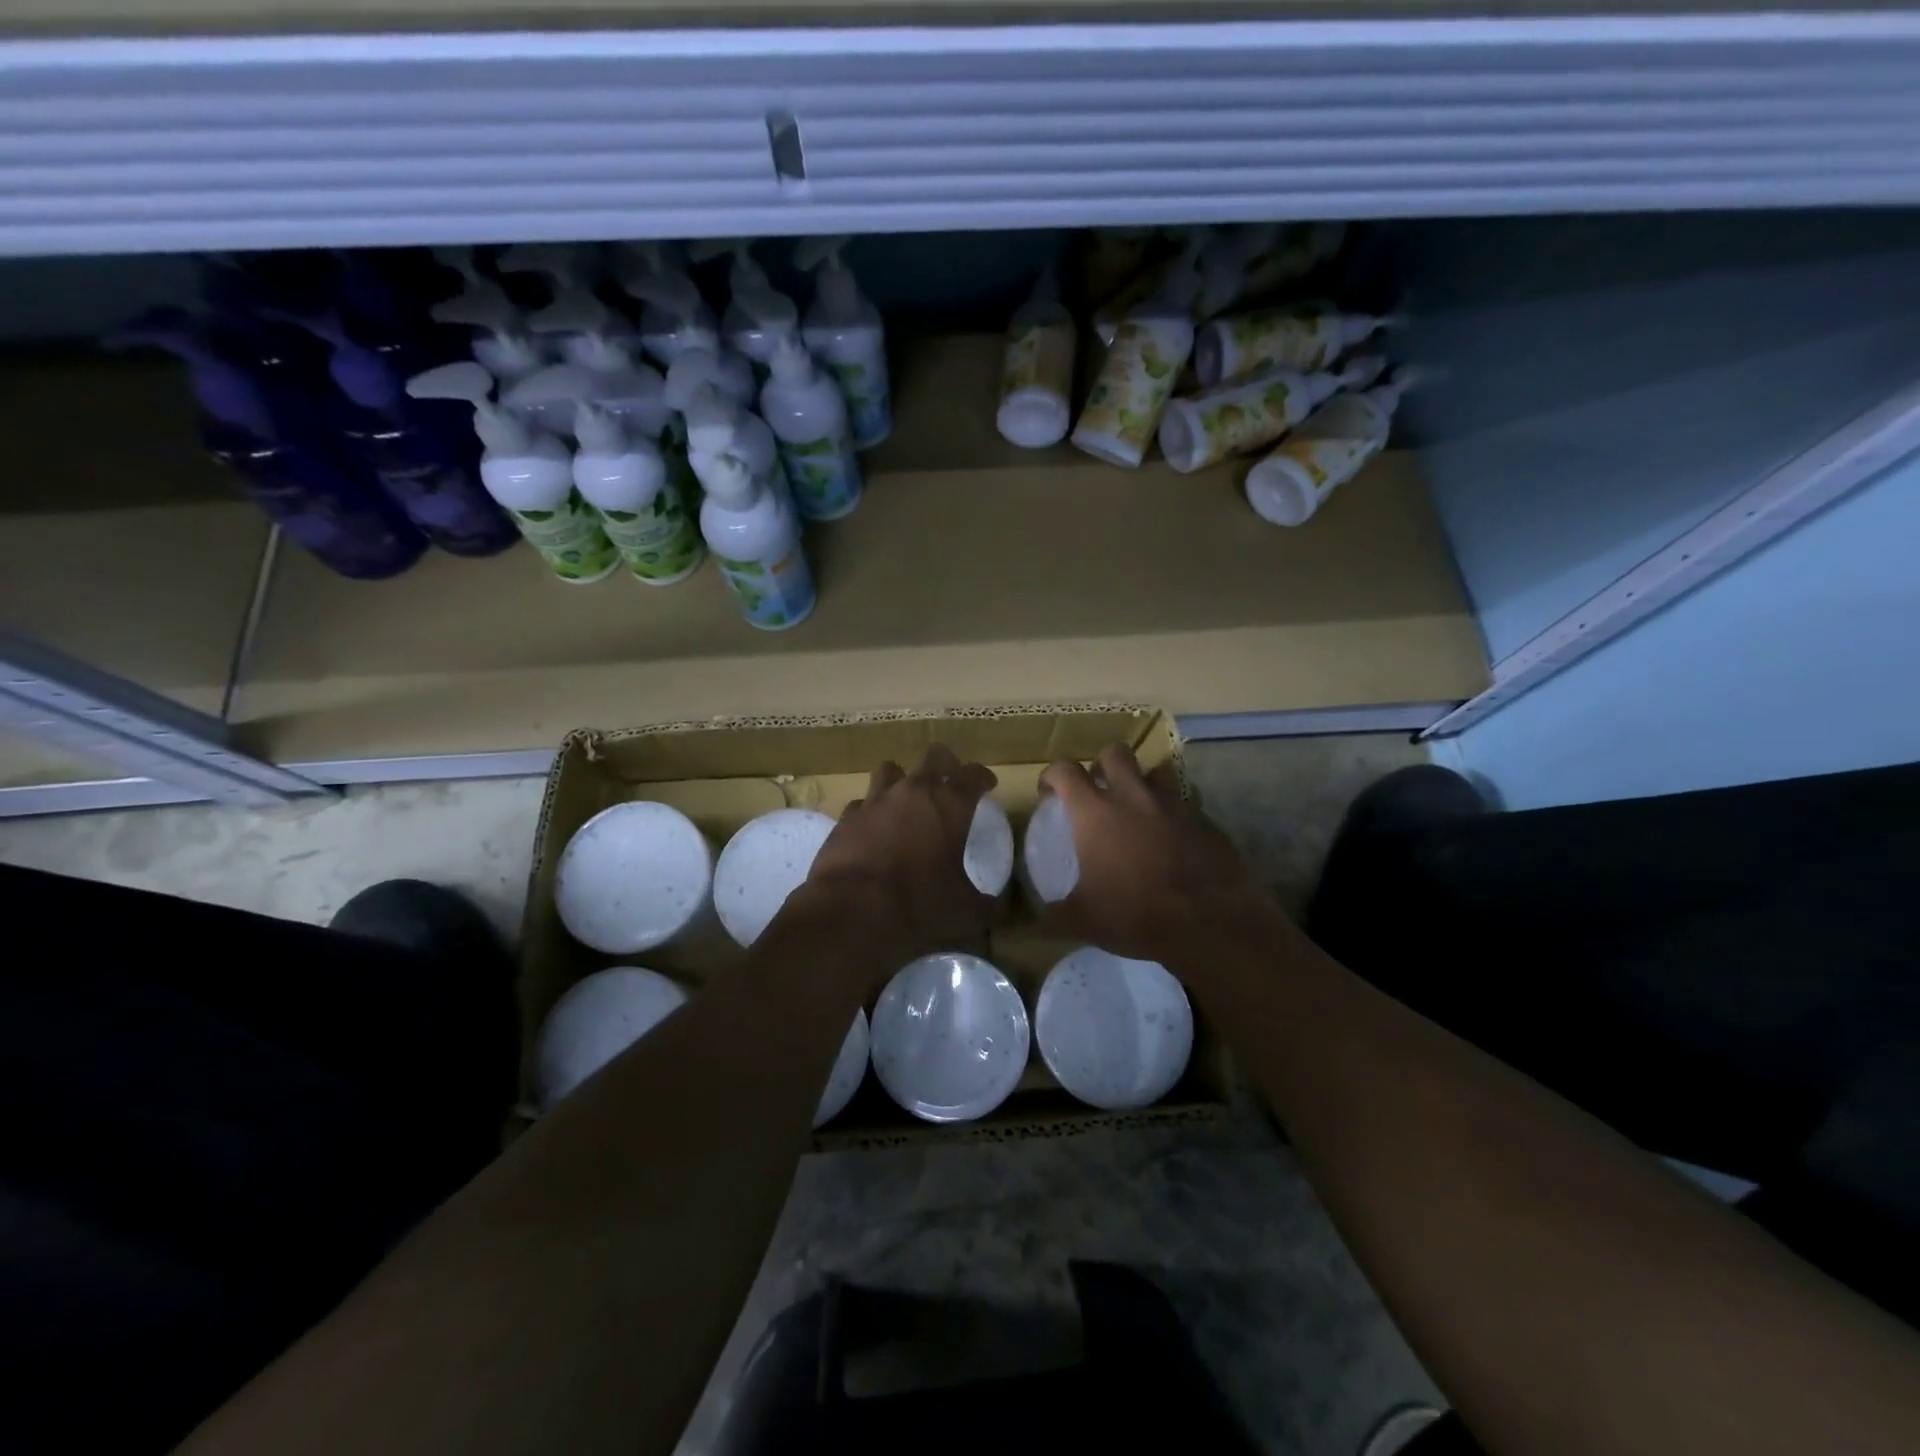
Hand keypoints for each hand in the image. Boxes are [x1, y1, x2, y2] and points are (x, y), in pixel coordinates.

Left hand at [798, 745, 999, 980]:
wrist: (852, 910)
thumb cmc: (919, 905)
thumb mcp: (965, 913)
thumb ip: (986, 906)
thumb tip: (996, 908)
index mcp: (950, 806)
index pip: (973, 775)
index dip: (982, 777)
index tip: (987, 784)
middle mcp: (913, 792)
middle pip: (934, 757)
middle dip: (946, 764)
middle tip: (950, 779)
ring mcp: (875, 801)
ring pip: (890, 770)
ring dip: (902, 779)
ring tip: (906, 798)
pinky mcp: (846, 818)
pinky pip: (862, 803)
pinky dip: (871, 811)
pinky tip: (873, 828)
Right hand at [1038, 743, 1277, 963]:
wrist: (1209, 923)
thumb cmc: (1136, 914)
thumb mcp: (1084, 921)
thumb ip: (1055, 914)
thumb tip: (1040, 918)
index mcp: (1096, 812)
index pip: (1066, 771)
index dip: (1052, 775)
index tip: (1049, 792)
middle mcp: (1134, 796)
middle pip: (1115, 753)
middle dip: (1101, 764)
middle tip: (1097, 789)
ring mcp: (1173, 805)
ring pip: (1154, 774)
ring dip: (1141, 785)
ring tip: (1137, 812)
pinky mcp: (1205, 821)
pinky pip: (1183, 805)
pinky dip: (1171, 816)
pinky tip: (1171, 843)